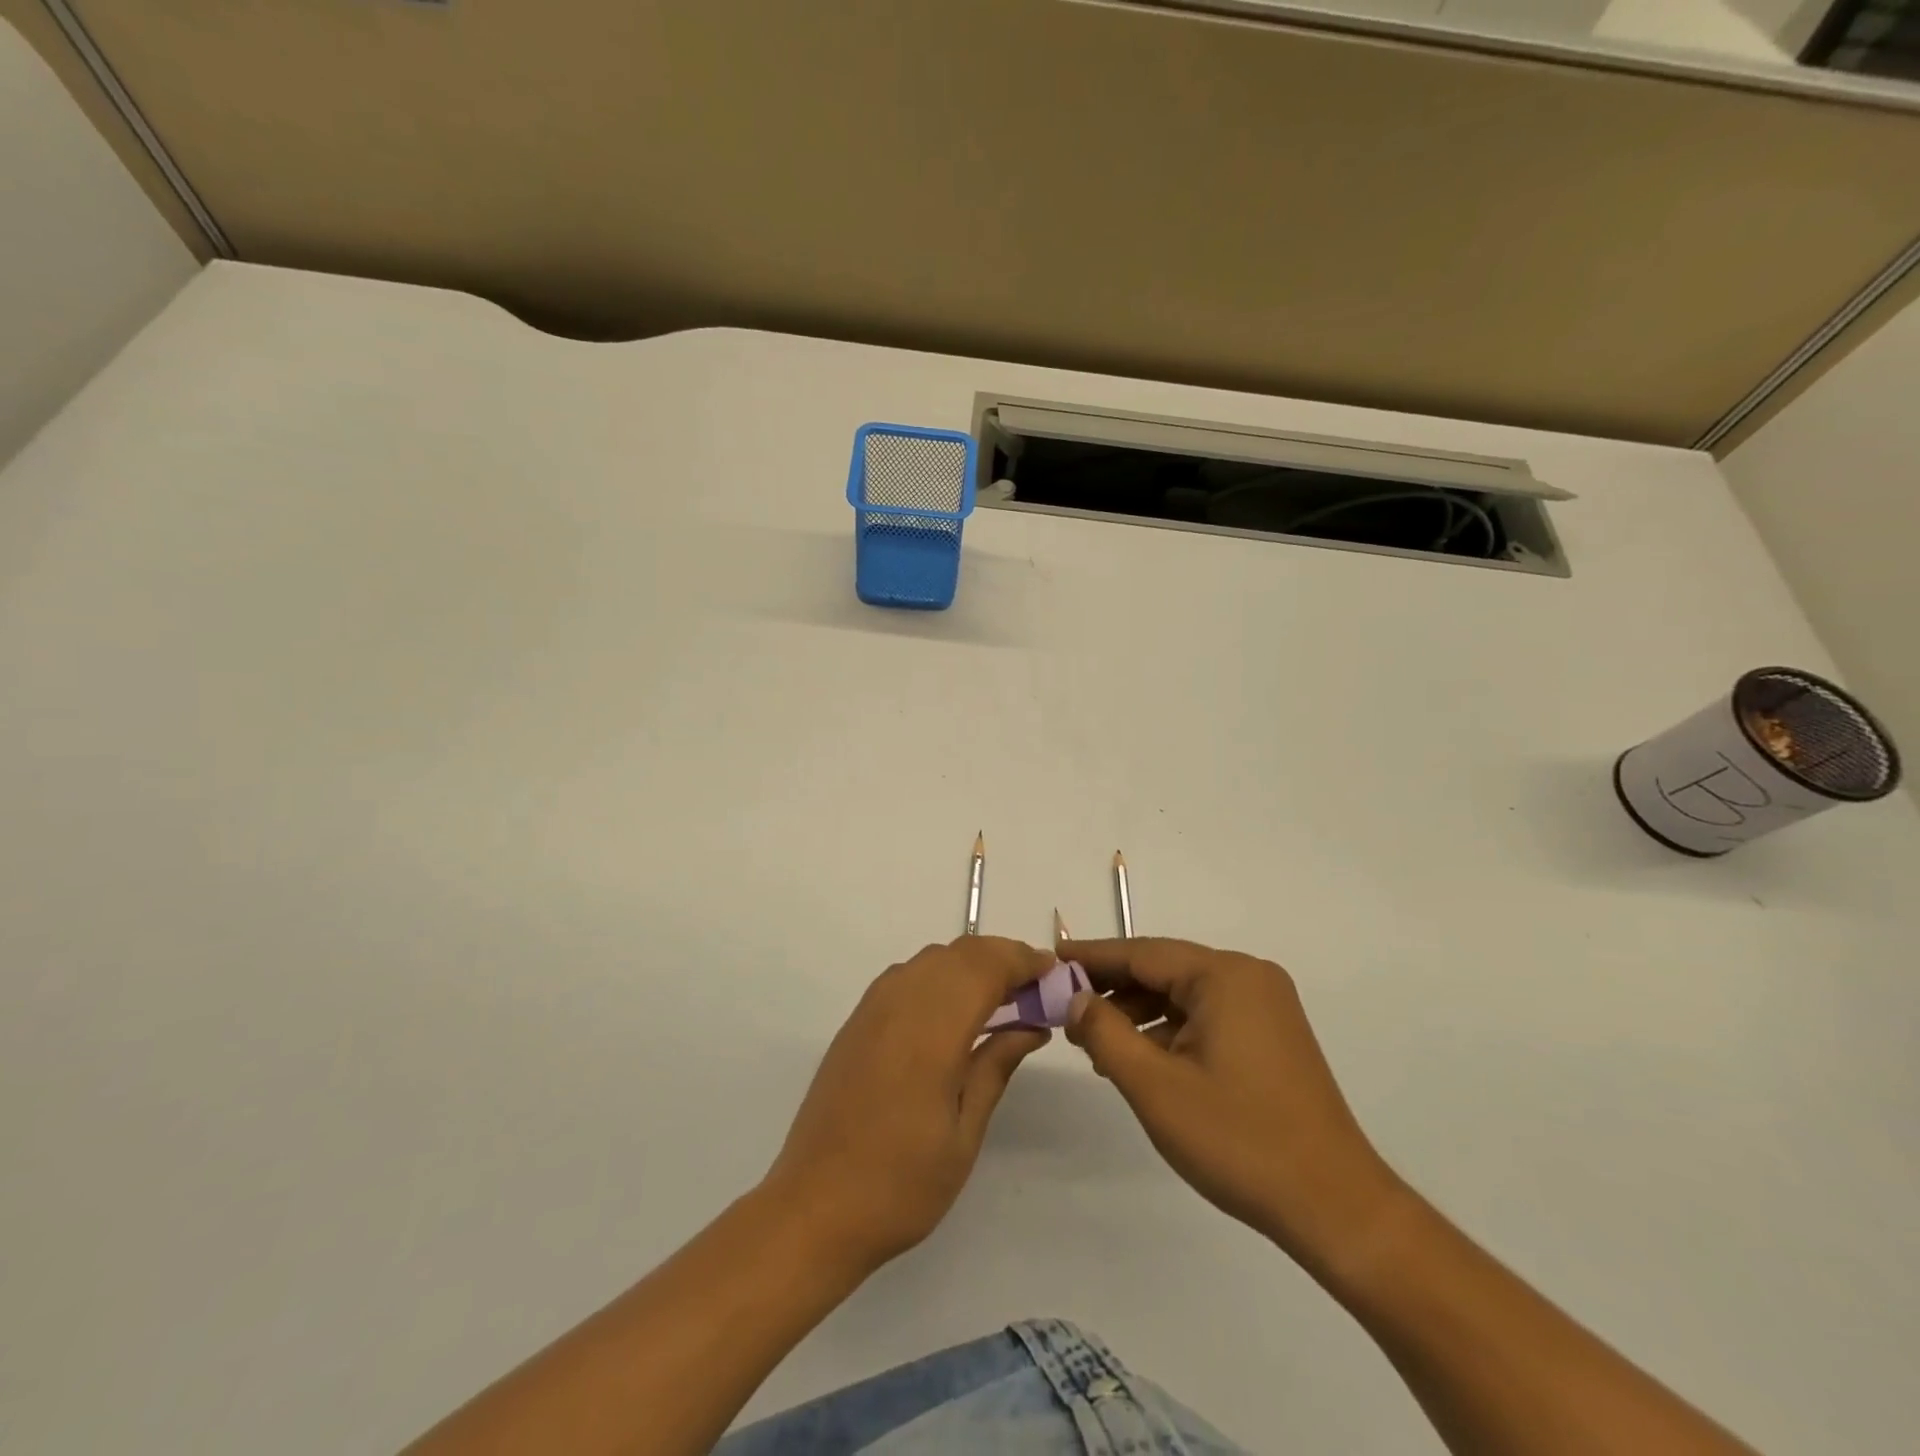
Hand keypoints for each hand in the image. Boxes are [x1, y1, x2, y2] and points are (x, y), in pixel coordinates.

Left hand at [764, 936, 1054, 1276]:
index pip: (985, 967)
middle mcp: (899, 1004)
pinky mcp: (856, 1022)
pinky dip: (939, 975)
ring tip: (1001, 997)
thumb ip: (996, 1066)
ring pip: (931, 959)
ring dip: (970, 964)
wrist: (814, 1208)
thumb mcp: (964, 1133)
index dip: (1022, 960)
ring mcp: (872, 1009)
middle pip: (959, 953)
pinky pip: (906, 976)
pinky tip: (954, 1010)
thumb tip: (1033, 1026)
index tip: (1053, 972)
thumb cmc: (901, 1184)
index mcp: (931, 1031)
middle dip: (1001, 957)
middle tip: (1034, 987)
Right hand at [1061, 937, 1404, 1278]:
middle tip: (1066, 1011)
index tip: (1050, 961)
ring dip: (1139, 1013)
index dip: (1091, 957)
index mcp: (1225, 975)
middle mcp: (1248, 976)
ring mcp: (1265, 1005)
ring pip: (1183, 994)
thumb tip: (1075, 998)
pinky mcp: (1271, 1033)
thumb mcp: (1155, 1086)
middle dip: (1113, 989)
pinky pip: (1206, 1015)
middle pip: (1163, 969)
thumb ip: (1105, 1032)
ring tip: (1097, 1045)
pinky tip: (1141, 1058)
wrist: (1334, 1206)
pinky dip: (1169, 1030)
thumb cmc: (1239, 1140)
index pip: (1141, 953)